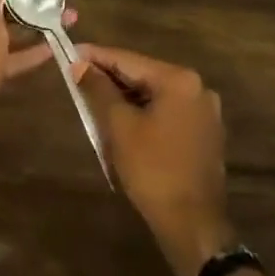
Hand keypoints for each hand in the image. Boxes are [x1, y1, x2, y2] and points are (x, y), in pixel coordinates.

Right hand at [77, 45, 233, 275]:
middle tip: (78, 77)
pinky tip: (122, 122)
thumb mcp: (119, 126)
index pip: (128, 59)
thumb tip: (80, 64)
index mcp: (179, 80)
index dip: (96, 56)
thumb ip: (99, 89)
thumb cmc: (153, 170)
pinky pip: (167, 112)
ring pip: (154, 95)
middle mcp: (197, 88)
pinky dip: (143, 113)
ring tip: (94, 100)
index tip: (70, 52)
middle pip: (143, 75)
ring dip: (125, 97)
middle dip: (110, 78)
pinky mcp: (204, 134)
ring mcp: (204, 112)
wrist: (192, 224)